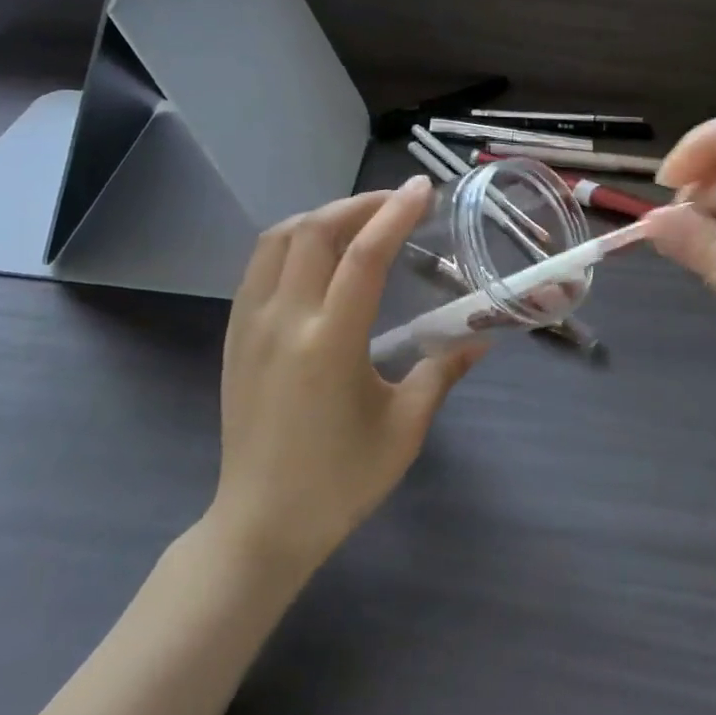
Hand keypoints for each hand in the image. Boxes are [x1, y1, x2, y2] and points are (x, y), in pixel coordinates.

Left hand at [210, 177, 485, 577]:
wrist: (260, 525)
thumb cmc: (340, 482)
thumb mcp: (404, 430)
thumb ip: (442, 373)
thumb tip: (481, 338)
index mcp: (329, 343)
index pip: (364, 256)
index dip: (395, 214)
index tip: (422, 189)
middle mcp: (284, 321)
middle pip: (316, 231)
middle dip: (359, 204)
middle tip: (396, 202)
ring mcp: (250, 324)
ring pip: (280, 238)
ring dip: (322, 216)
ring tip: (359, 220)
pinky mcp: (234, 333)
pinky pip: (260, 264)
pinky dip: (293, 240)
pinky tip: (318, 253)